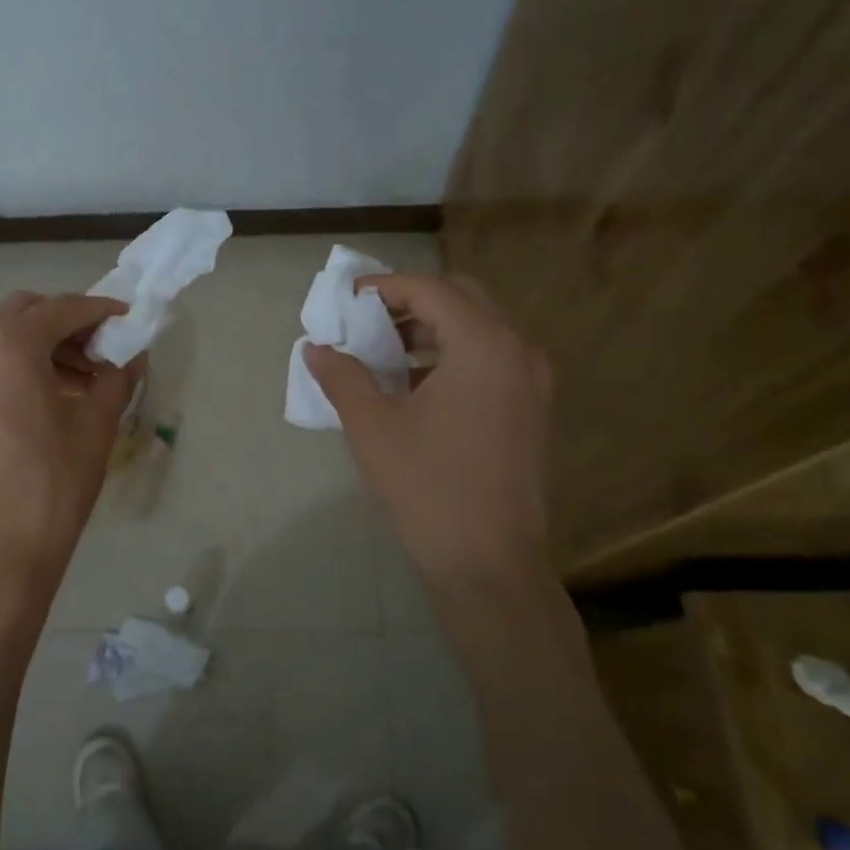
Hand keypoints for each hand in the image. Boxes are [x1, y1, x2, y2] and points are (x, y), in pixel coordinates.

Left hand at [0, 292, 141, 642]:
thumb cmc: (51, 487)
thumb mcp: (95, 428)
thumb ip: (117, 379)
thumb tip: (133, 355)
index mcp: (10, 345)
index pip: (63, 308)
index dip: (101, 310)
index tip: (129, 319)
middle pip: (27, 313)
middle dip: (68, 322)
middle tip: (104, 349)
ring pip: (4, 338)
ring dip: (45, 345)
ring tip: (85, 379)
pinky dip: (21, 366)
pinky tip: (52, 397)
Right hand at [307, 274, 551, 632]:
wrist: (489, 562)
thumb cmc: (427, 487)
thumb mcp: (371, 426)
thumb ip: (342, 376)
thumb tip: (316, 348)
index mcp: (483, 344)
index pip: (430, 290)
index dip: (384, 288)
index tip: (346, 300)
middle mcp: (518, 350)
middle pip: (462, 299)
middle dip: (410, 302)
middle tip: (367, 321)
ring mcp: (532, 381)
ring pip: (480, 329)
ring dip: (432, 329)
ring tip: (386, 353)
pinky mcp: (533, 409)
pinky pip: (492, 359)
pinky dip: (453, 356)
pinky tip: (417, 386)